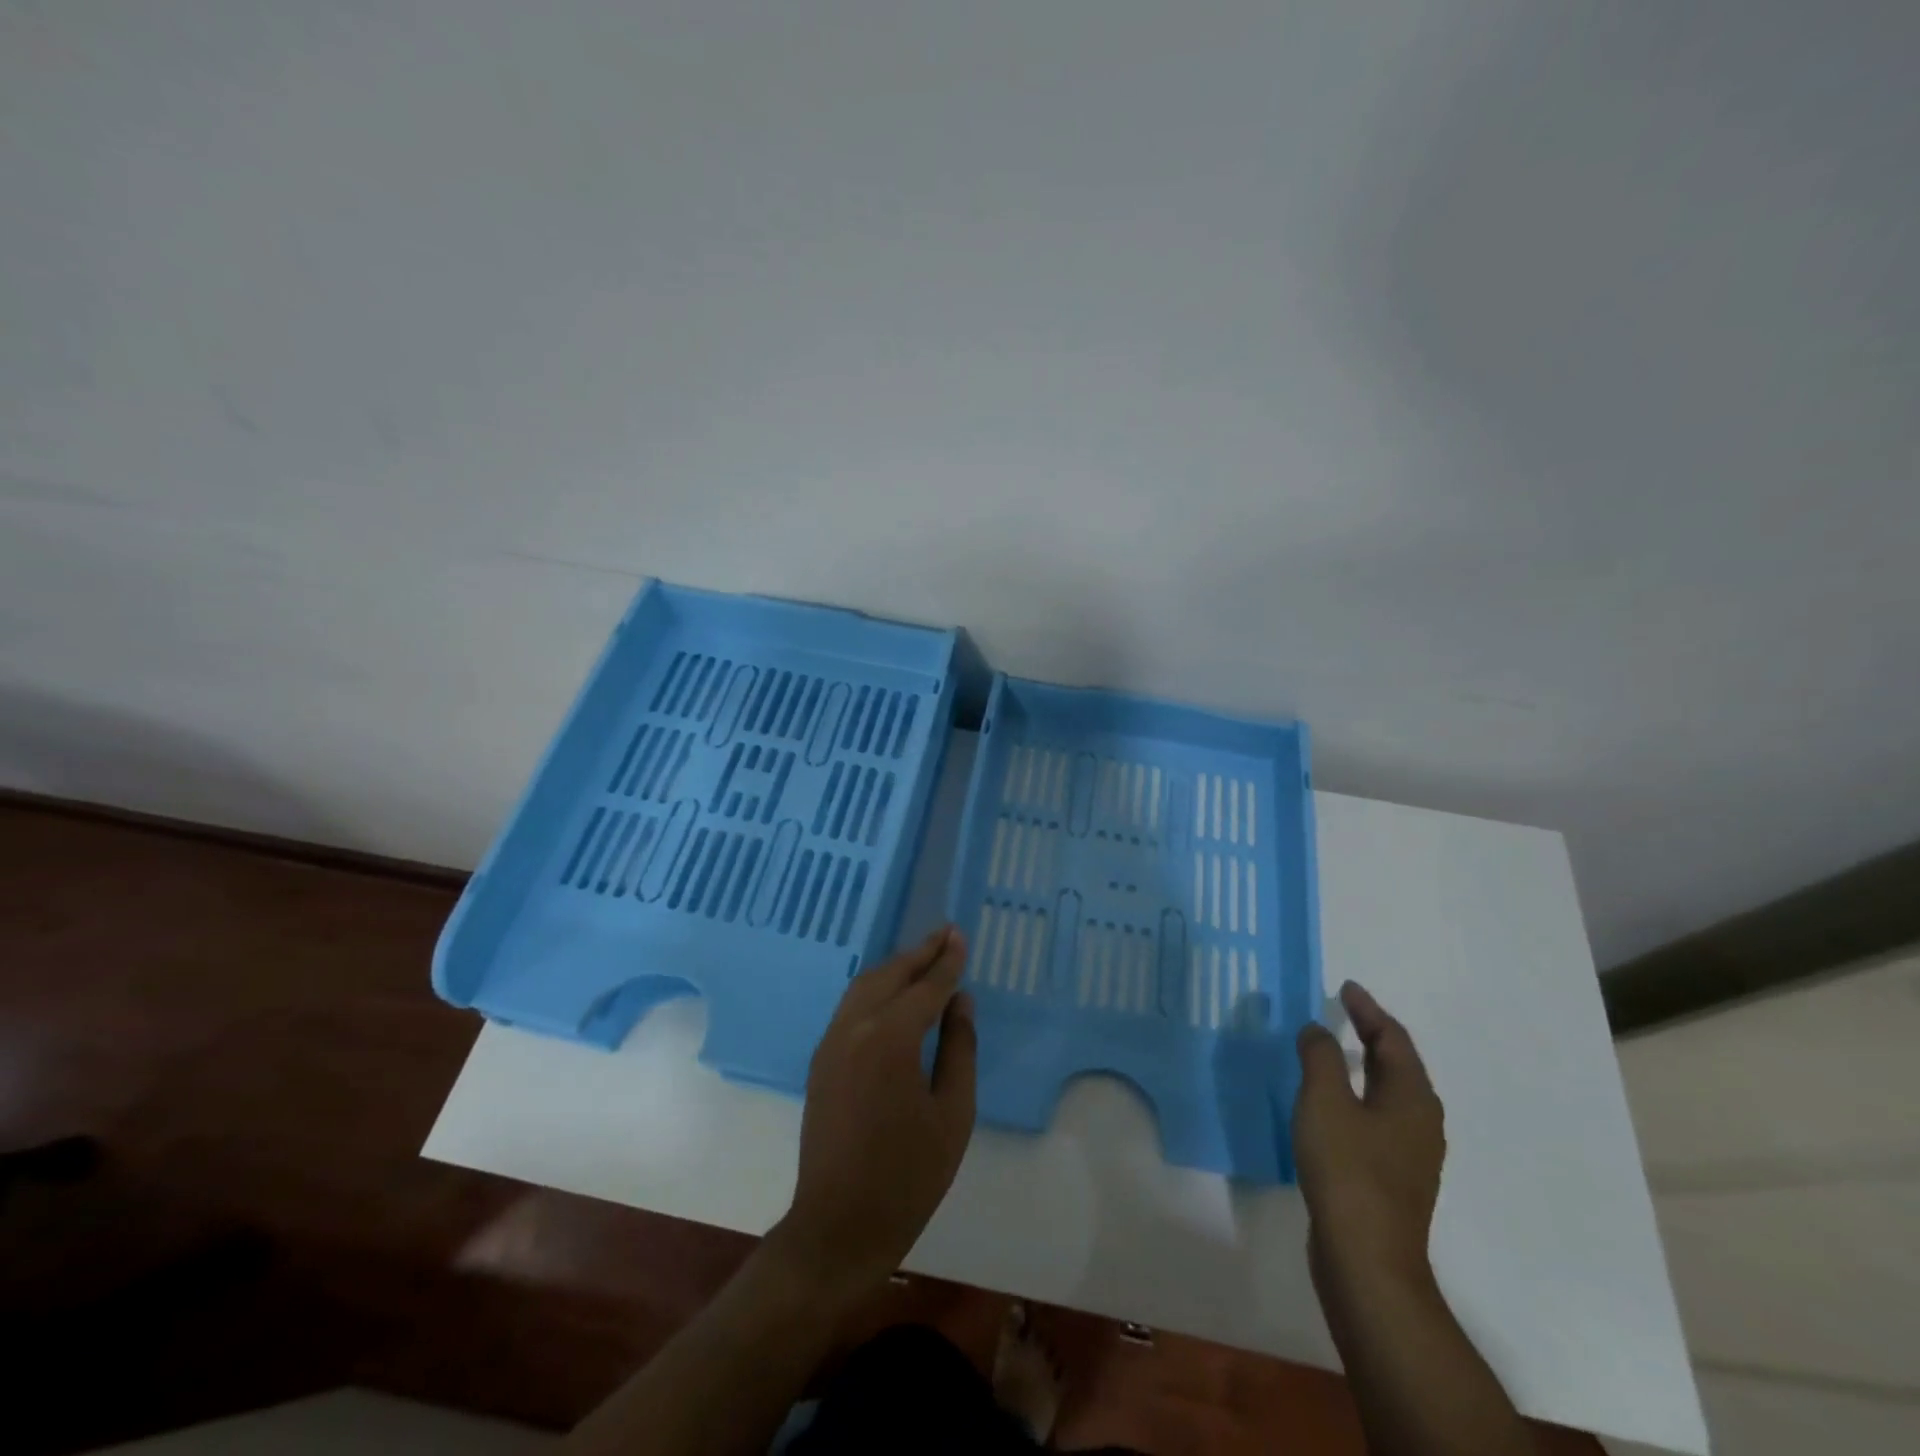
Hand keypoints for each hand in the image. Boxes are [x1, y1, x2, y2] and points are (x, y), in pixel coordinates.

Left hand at [771, 925, 976, 1300]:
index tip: (960, 935)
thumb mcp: (953, 1113)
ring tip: (923, 956)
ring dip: (895, 967)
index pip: (925, 987)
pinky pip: (850, 1006)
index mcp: (890, 1040)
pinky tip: (892, 992)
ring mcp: (831, 1043)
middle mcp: (854, 1028)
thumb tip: (960, 1001)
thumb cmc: (908, 1175)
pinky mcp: (820, 1060)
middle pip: (890, 975)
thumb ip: (959, 1048)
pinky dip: (875, 988)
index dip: (946, 961)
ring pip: (864, 986)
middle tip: (946, 934)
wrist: (838, 1225)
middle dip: (920, 953)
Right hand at [1292, 981, 1445, 1291]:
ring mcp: (1409, 1153)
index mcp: (1411, 1097)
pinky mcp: (1391, 1176)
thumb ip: (1320, 1056)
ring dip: (1364, 1066)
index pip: (1393, 1039)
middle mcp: (1420, 1121)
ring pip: (1388, 1093)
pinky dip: (1358, 1094)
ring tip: (1333, 1050)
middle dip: (1370, 1034)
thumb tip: (1318, 1029)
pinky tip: (1333, 1104)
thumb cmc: (1348, 1169)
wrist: (1367, 1259)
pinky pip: (1377, 1117)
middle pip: (1397, 1064)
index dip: (1369, 1010)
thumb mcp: (1325, 1101)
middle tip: (1342, 1011)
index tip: (1346, 987)